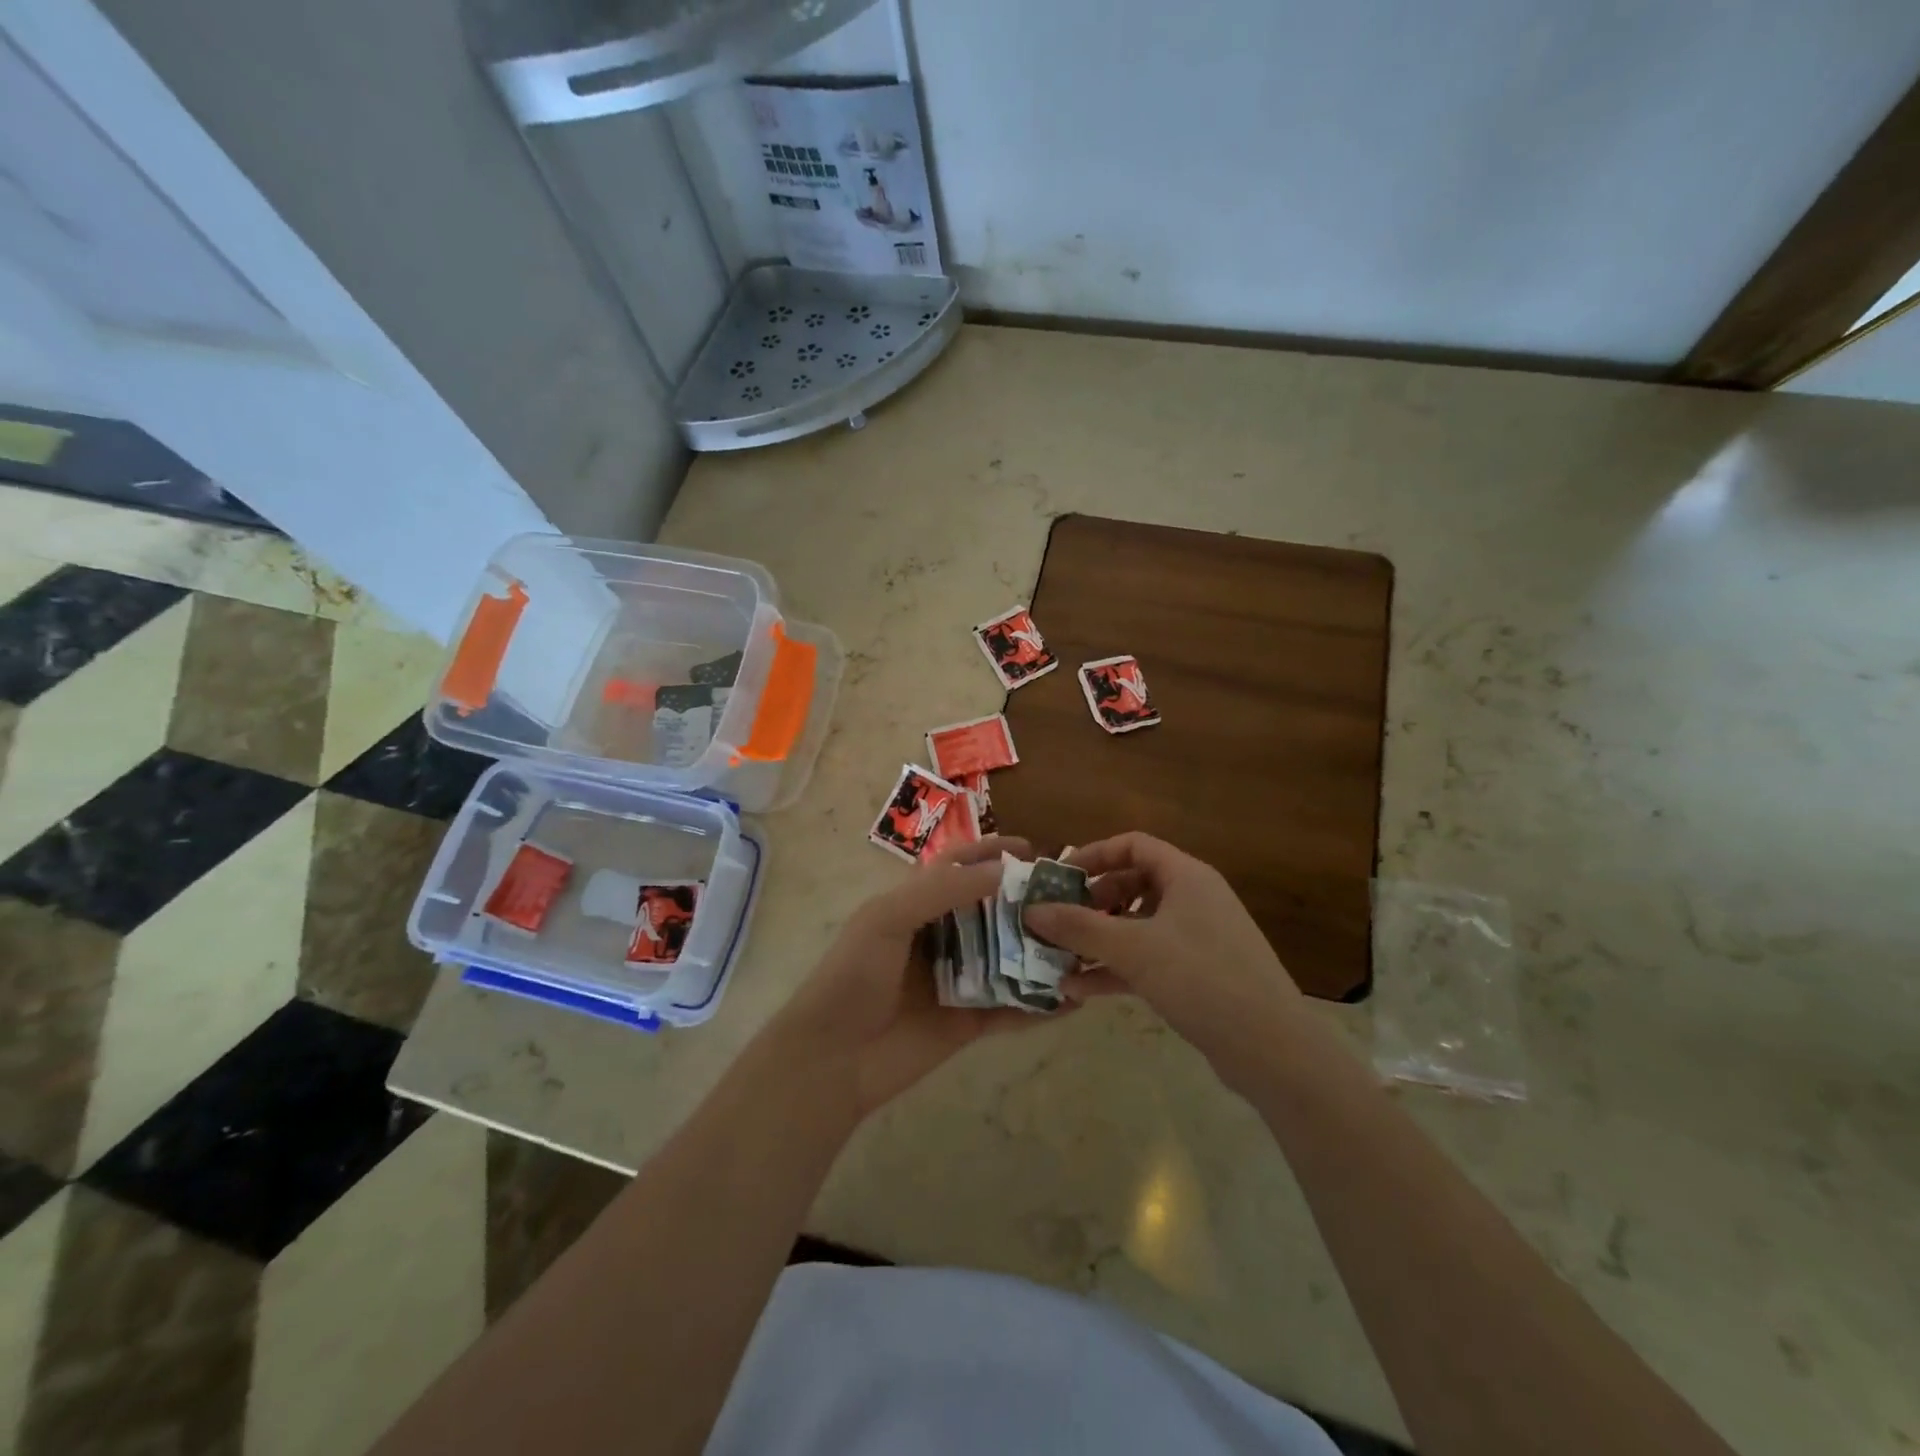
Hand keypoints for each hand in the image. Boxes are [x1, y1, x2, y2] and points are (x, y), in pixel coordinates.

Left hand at [770, 836, 1055, 1118]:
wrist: (831, 1059)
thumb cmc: (854, 975)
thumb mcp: (888, 917)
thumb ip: (943, 891)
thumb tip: (1003, 871)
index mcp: (916, 906)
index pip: (959, 868)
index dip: (992, 853)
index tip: (1033, 849)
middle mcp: (941, 937)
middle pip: (992, 911)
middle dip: (1028, 901)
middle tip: (1072, 896)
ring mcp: (958, 981)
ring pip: (1008, 958)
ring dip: (1040, 950)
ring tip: (1084, 941)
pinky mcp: (969, 1023)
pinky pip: (1013, 1010)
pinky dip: (1041, 1005)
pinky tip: (1075, 999)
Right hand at [1023, 832, 1307, 1090]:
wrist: (1272, 1049)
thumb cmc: (1201, 978)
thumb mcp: (1133, 948)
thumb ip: (1079, 926)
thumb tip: (1030, 909)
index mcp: (1186, 876)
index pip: (1132, 846)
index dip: (1093, 855)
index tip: (1058, 877)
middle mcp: (1193, 899)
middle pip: (1132, 885)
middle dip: (1090, 902)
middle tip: (1057, 920)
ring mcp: (1197, 939)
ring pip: (1137, 927)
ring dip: (1098, 940)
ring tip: (1059, 957)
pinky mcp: (1198, 975)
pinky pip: (1148, 960)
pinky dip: (1116, 969)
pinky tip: (1079, 991)